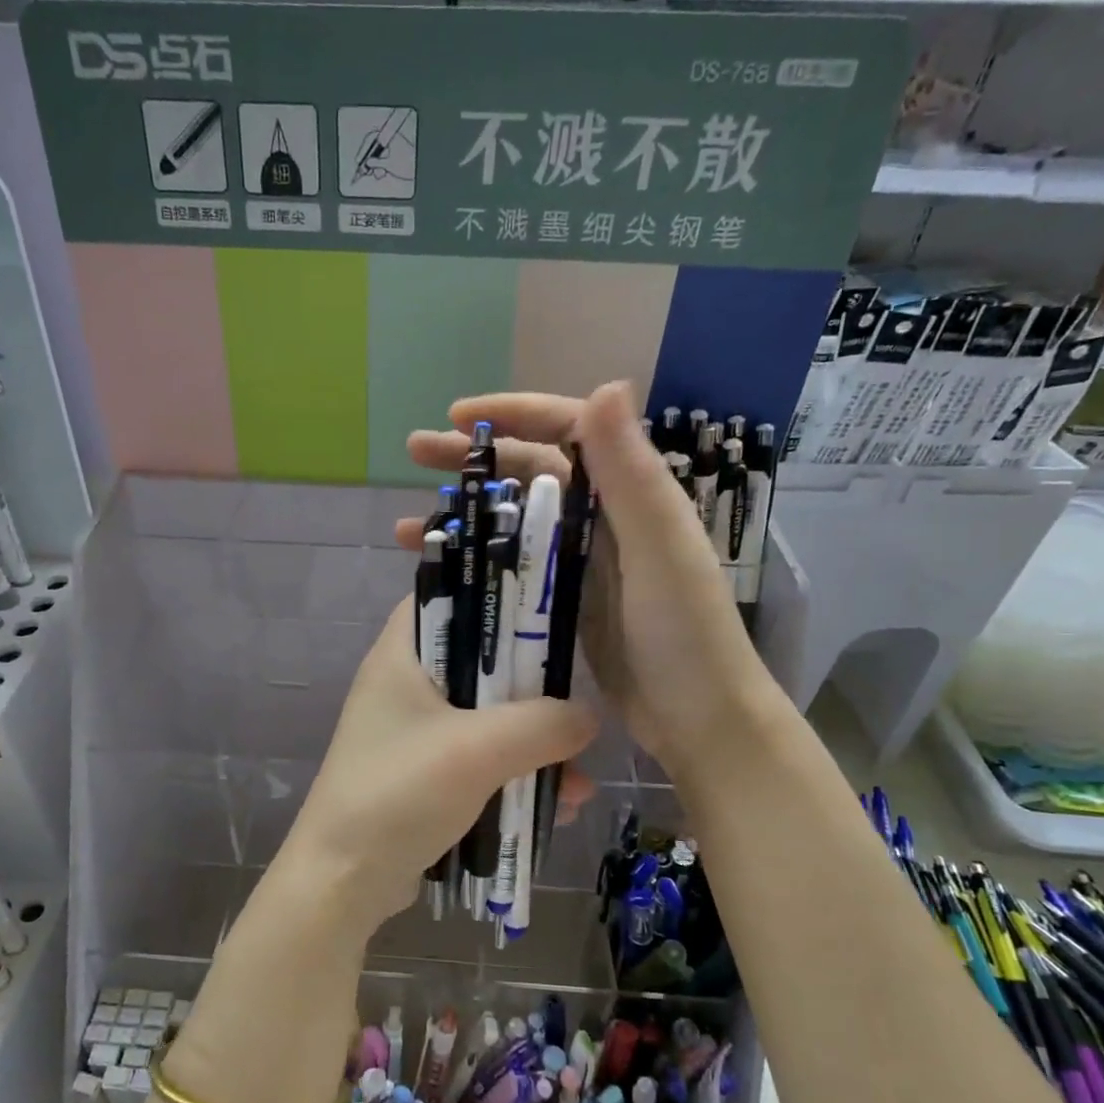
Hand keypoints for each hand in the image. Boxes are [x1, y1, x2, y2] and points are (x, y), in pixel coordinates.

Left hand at [281, 599, 596, 934]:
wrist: (344, 881)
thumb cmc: (400, 793)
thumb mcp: (478, 750)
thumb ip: (542, 724)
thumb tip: (587, 716)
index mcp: (401, 656)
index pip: (448, 595)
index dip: (496, 593)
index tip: (550, 609)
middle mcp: (405, 686)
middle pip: (481, 662)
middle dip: (534, 689)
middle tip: (578, 705)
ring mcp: (414, 734)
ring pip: (488, 718)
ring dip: (533, 744)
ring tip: (577, 781)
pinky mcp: (426, 775)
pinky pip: (481, 761)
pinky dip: (515, 776)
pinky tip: (556, 807)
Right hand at [397, 381, 766, 772]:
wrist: (700, 719)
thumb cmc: (685, 633)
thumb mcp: (658, 548)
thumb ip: (630, 473)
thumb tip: (605, 383)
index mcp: (630, 492)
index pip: (566, 429)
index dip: (512, 414)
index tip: (456, 417)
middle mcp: (604, 517)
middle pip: (530, 470)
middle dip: (472, 459)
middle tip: (415, 454)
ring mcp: (584, 561)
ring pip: (515, 519)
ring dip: (464, 513)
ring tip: (404, 523)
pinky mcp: (568, 601)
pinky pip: (514, 566)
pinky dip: (477, 560)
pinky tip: (439, 571)